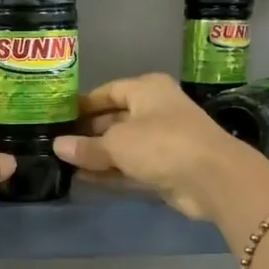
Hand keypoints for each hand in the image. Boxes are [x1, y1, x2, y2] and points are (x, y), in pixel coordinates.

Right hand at [54, 73, 268, 219]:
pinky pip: (130, 167)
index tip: (57, 117)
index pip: (108, 92)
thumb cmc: (162, 143)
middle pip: (114, 119)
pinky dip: (110, 172)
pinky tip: (83, 179)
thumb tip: (57, 146)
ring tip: (63, 164)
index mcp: (147, 90)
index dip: (83, 104)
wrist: (212, 178)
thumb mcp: (117, 143)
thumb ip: (86, 146)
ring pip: (122, 146)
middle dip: (87, 133)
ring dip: (97, 155)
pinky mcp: (165, 169)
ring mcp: (162, 141)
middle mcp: (155, 111)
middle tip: (56, 144)